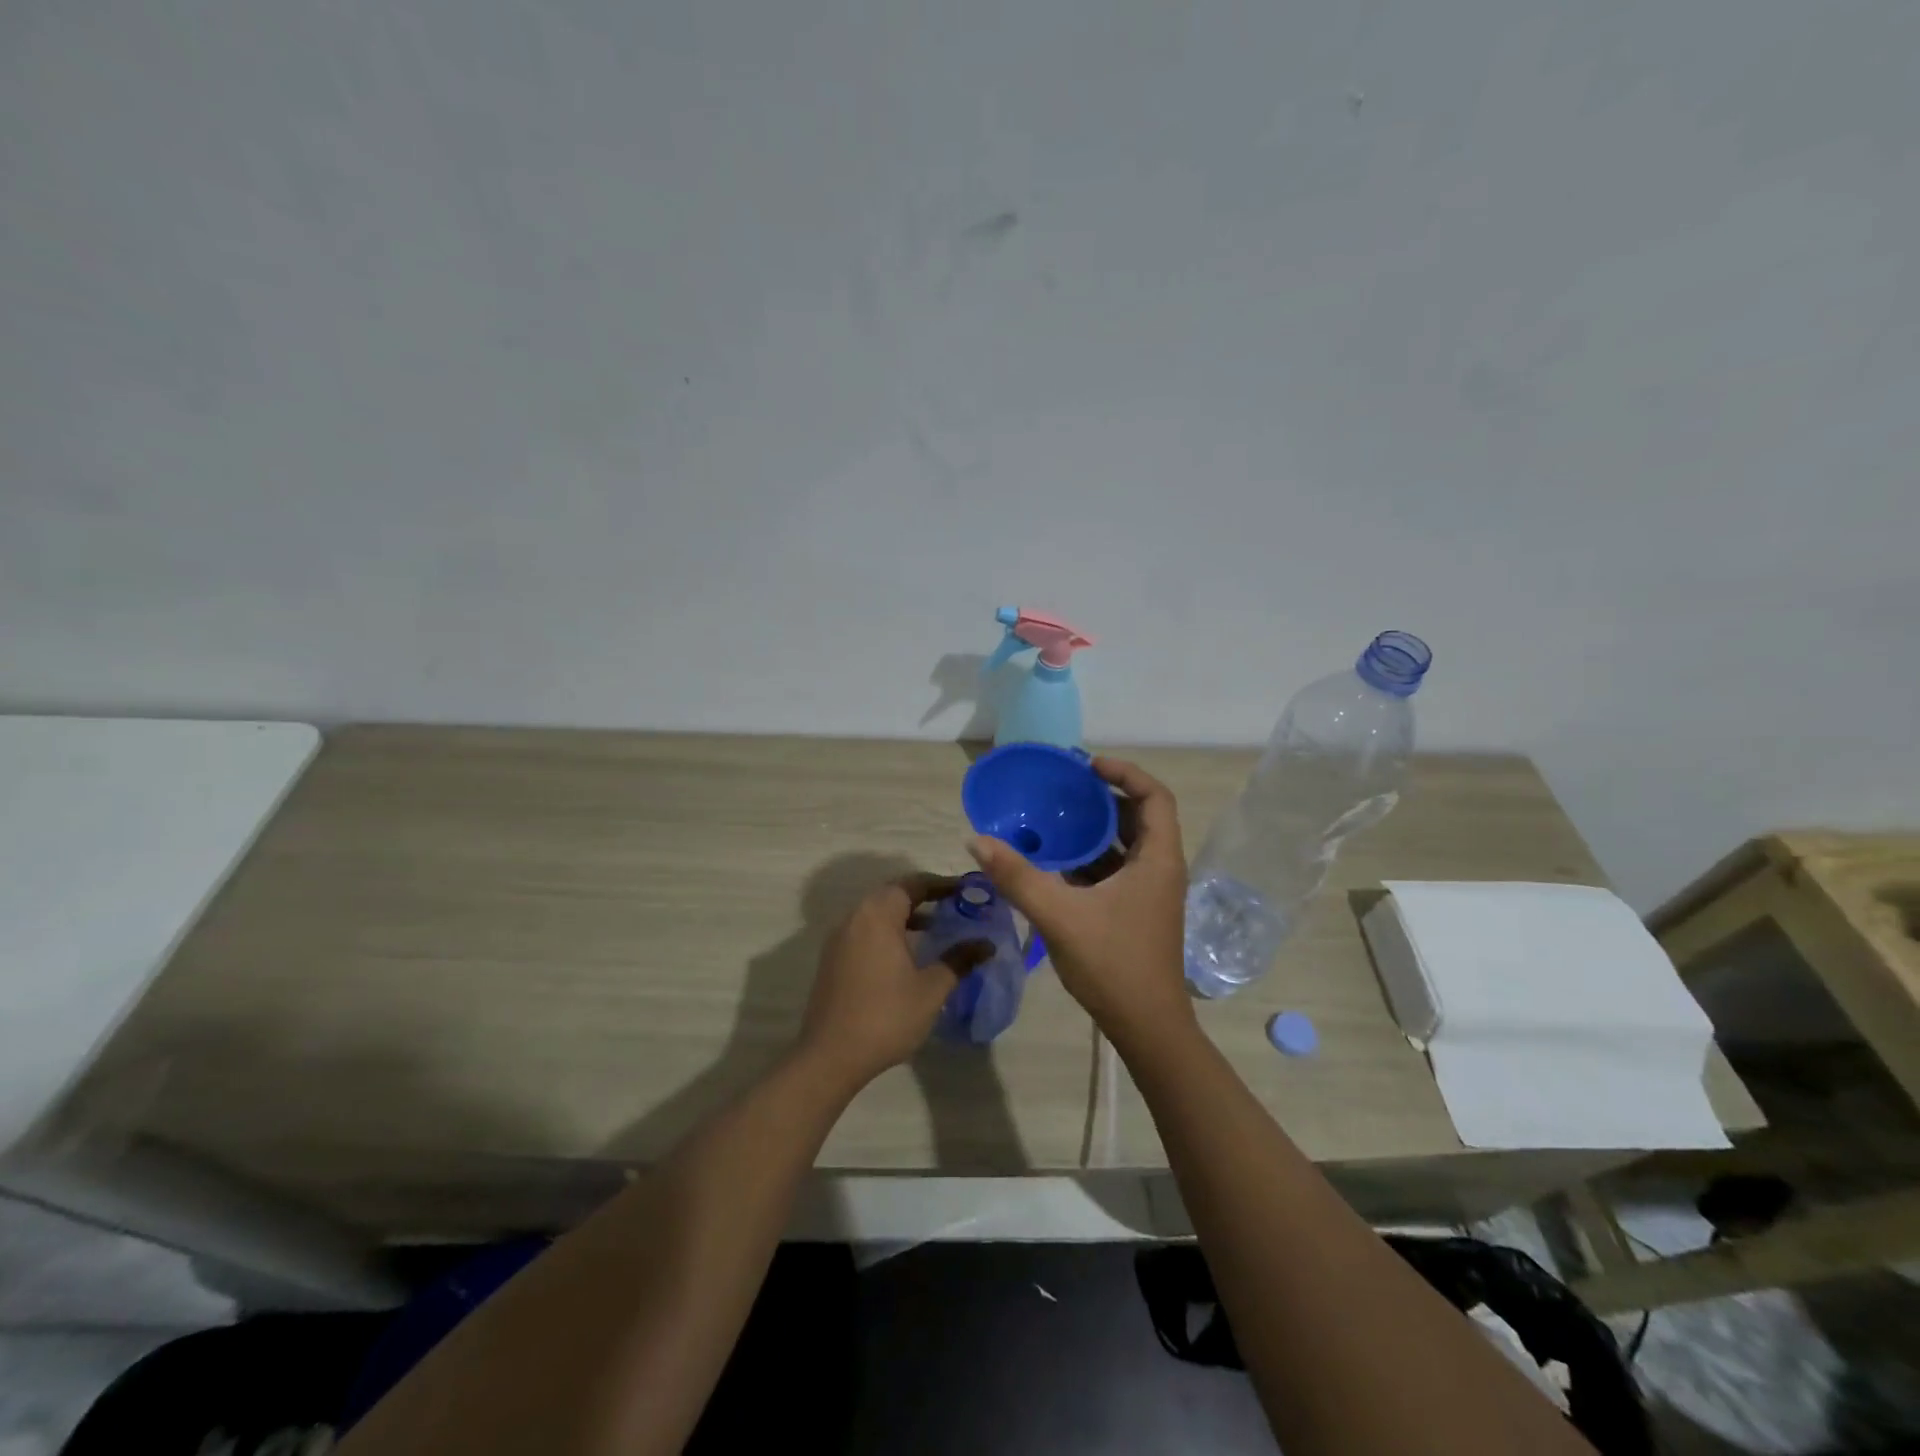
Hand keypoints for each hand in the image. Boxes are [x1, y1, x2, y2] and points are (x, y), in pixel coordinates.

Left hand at [799, 873, 992, 1088]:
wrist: (830, 1056)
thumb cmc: (886, 1016)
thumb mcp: (931, 989)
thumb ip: (959, 960)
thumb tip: (987, 944)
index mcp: (878, 914)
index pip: (913, 883)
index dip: (942, 884)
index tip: (967, 891)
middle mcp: (855, 917)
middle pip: (893, 894)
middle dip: (925, 898)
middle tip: (955, 907)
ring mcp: (840, 938)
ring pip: (878, 913)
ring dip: (906, 916)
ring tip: (936, 930)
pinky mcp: (833, 958)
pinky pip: (866, 931)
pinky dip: (889, 931)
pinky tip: (908, 955)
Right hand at [966, 757, 1192, 1044]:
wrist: (1147, 1028)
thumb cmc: (1113, 965)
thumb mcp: (1059, 916)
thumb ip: (1018, 876)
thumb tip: (977, 839)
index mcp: (1158, 860)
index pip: (1155, 797)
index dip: (1125, 773)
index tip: (1088, 766)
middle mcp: (1161, 869)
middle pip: (1141, 817)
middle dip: (1104, 799)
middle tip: (1064, 789)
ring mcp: (1151, 893)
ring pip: (1127, 845)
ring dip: (1095, 830)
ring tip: (1055, 818)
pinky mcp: (1138, 911)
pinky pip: (1117, 869)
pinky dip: (1091, 858)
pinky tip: (1057, 863)